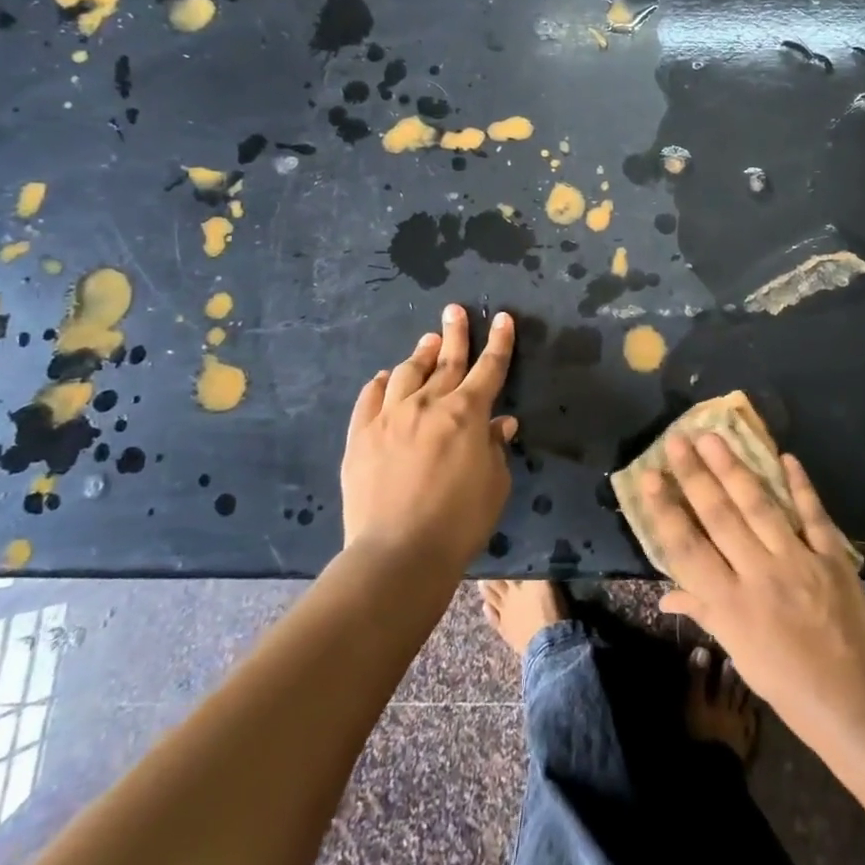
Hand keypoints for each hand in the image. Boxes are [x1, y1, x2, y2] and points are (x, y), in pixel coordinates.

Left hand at [341, 305, 515, 571]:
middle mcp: (428, 403)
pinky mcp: (361, 435)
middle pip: (446, 359)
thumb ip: (495, 447)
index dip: (500, 342)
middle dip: (456, 332)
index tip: (503, 318)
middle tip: (455, 310)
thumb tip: (500, 422)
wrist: (398, 553)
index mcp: (467, 413)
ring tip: (427, 343)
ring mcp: (390, 416)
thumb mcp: (495, 484)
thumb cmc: (459, 521)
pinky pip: (371, 397)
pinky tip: (386, 379)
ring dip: (420, 354)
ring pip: (407, 372)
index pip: (489, 367)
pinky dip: (382, 383)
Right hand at [641, 435, 864, 740]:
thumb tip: (665, 594)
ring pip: (759, 505)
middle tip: (677, 439)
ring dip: (734, 468)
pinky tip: (786, 457)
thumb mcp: (740, 655)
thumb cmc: (788, 687)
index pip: (687, 548)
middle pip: (720, 515)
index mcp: (731, 605)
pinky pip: (813, 514)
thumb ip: (706, 613)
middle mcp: (759, 575)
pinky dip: (800, 485)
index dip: (665, 510)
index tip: (649, 476)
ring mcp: (798, 561)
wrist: (856, 708)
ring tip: (713, 437)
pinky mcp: (832, 558)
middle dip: (695, 474)